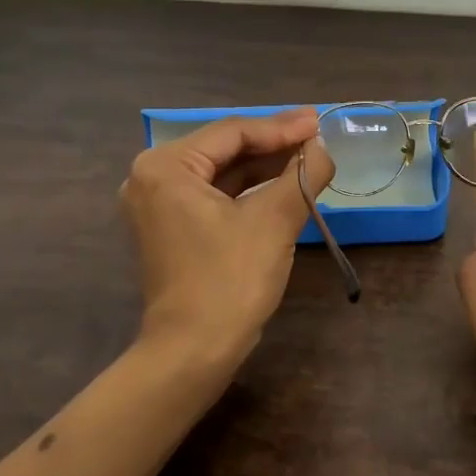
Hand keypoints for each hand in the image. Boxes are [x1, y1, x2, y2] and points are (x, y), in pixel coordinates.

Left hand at [121, 108, 336, 366]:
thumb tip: (323, 147)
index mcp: (165, 166)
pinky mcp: (170, 228)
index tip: (320, 123)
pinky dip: (248, 191)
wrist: (193, 352)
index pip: (233, 132)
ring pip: (221, 172)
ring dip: (264, 166)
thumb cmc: (230, 280)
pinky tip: (282, 185)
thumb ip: (303, 175)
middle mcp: (152, 177)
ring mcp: (157, 205)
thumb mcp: (274, 221)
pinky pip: (214, 195)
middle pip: (225, 149)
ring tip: (308, 158)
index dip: (281, 127)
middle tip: (317, 137)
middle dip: (274, 144)